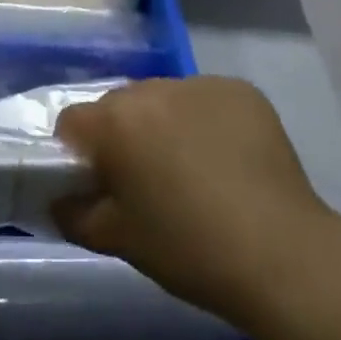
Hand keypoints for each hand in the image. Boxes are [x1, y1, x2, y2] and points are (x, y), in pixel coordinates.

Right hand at [53, 76, 333, 328]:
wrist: (282, 255)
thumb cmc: (188, 249)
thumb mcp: (118, 240)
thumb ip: (73, 214)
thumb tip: (58, 199)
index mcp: (116, 121)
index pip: (72, 122)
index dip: (78, 154)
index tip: (99, 184)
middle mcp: (153, 89)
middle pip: (119, 105)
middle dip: (122, 135)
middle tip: (145, 180)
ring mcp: (201, 84)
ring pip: (163, 98)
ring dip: (163, 123)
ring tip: (191, 169)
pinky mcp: (241, 91)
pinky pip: (205, 99)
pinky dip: (204, 121)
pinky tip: (225, 159)